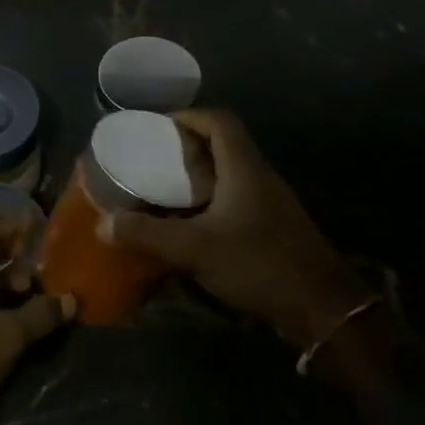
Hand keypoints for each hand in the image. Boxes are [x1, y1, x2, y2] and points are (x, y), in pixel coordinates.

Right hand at [96, 109, 374, 353]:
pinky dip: (207, 204)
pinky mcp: (270, 227)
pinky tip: (187, 226)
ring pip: (227, 175)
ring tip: (161, 191)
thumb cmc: (259, 264)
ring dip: (195, 178)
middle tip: (151, 162)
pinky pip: (233, 201)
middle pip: (222, 146)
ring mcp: (268, 203)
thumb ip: (148, 234)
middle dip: (185, 149)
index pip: (219, 121)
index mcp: (244, 168)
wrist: (320, 307)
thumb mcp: (195, 249)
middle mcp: (258, 177)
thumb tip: (104, 224)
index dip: (188, 117)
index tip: (157, 128)